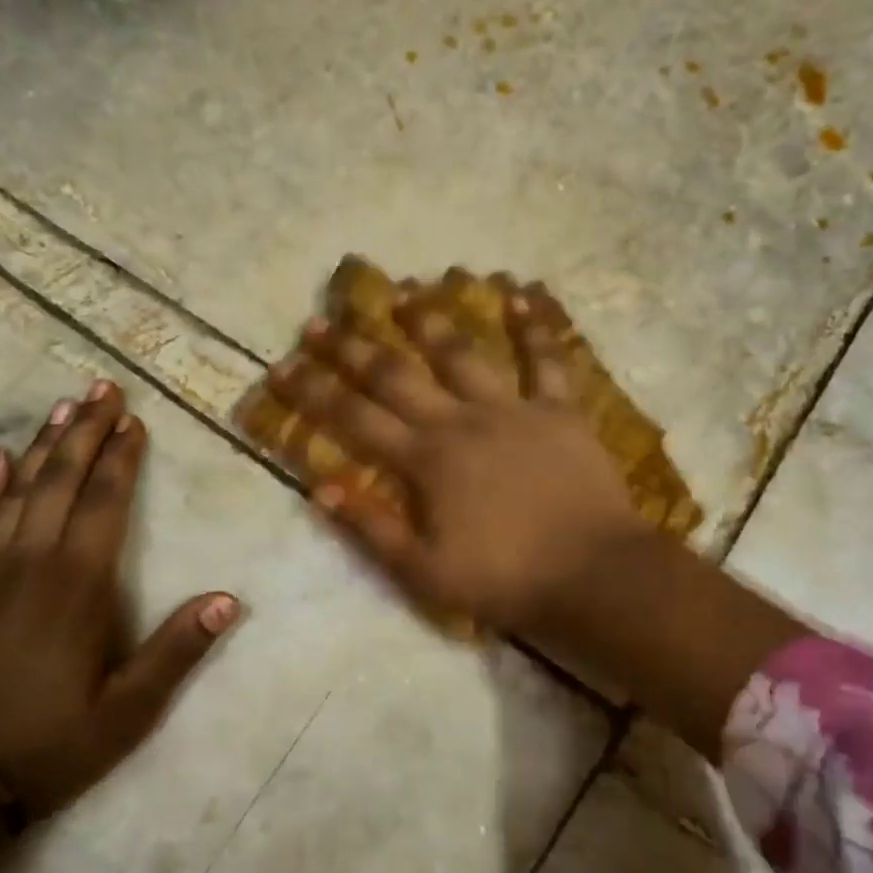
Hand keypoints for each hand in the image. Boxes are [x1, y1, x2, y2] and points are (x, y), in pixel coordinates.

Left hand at [0, 382, 239, 818]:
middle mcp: (30, 559)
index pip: (105, 501)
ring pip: (16, 488)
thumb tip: (227, 599)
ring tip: (61, 405)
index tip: (133, 419)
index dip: (121, 456)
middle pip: (60, 478)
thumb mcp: (128, 710)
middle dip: (84, 430)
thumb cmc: (49, 742)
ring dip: (41, 444)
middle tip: (101, 387)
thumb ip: (176, 650)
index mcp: (78, 583)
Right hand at [266, 288, 643, 633]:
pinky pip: (546, 360)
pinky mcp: (559, 411)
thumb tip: (319, 488)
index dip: (313, 393)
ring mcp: (512, 410)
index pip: (355, 420)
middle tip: (319, 322)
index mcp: (426, 462)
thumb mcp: (426, 572)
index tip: (280, 366)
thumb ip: (373, 528)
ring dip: (429, 321)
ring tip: (403, 292)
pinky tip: (521, 292)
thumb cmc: (506, 579)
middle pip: (397, 376)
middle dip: (352, 348)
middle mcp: (461, 422)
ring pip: (462, 354)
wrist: (593, 574)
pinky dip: (534, 326)